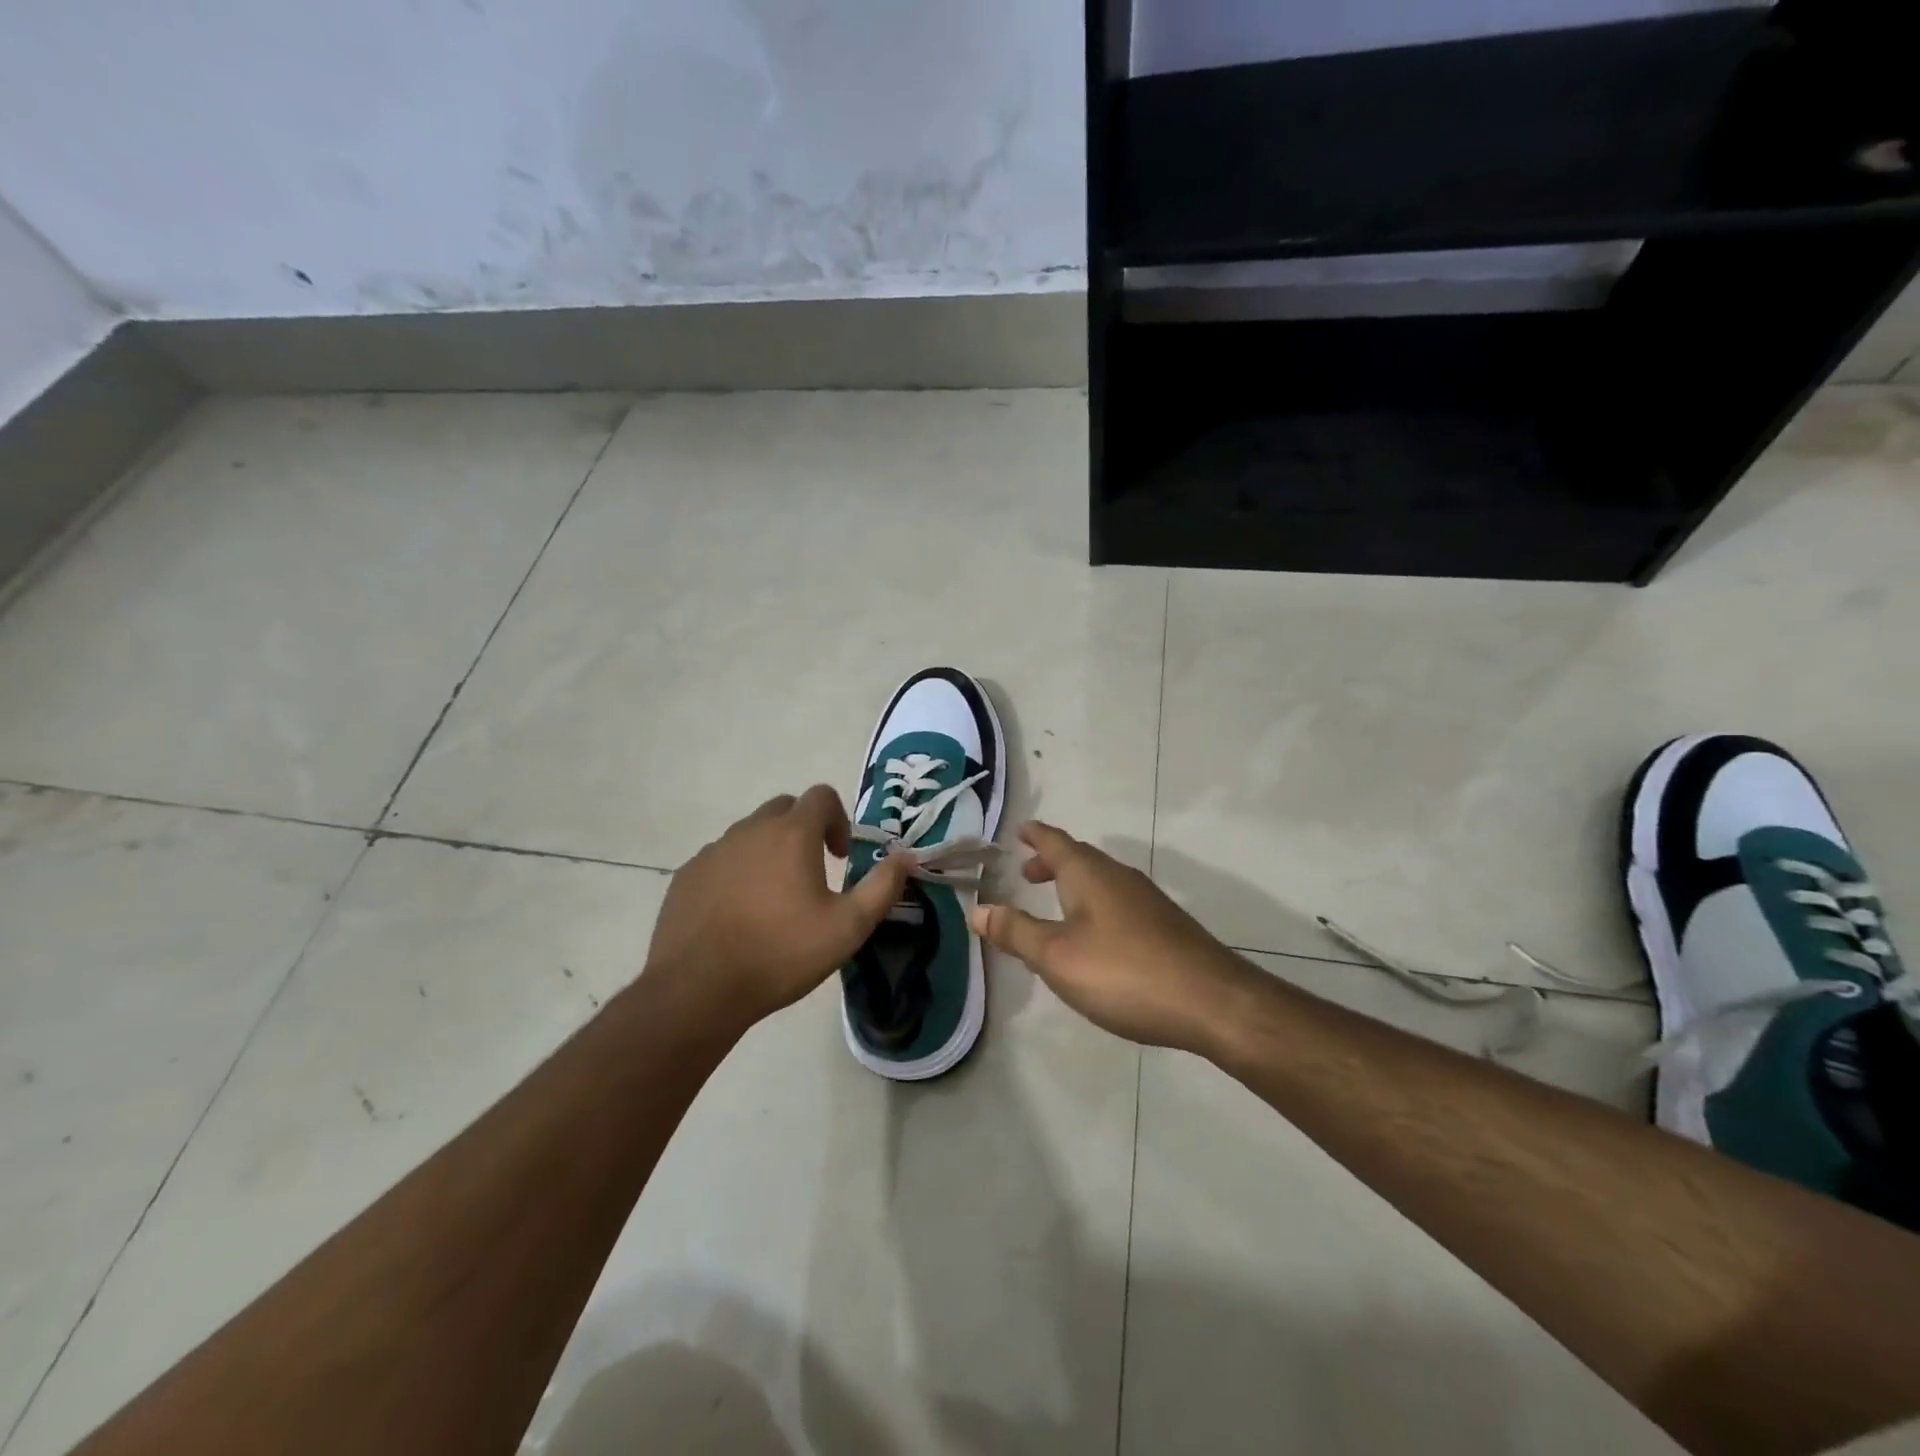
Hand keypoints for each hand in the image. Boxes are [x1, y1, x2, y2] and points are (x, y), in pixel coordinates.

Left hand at [645, 786, 910, 1035]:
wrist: (698, 989)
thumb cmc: (781, 953)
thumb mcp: (848, 927)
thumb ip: (882, 887)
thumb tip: (906, 856)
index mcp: (792, 834)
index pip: (821, 796)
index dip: (838, 819)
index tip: (839, 856)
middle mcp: (751, 830)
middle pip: (784, 808)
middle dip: (804, 830)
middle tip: (812, 872)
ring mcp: (714, 851)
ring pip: (750, 833)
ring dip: (769, 851)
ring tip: (775, 898)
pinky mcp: (688, 874)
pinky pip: (721, 859)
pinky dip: (737, 872)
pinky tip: (739, 913)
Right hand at [969, 822, 1254, 1055]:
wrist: (1211, 1001)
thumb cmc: (1123, 972)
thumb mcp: (1057, 956)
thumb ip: (1016, 932)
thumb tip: (977, 909)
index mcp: (1089, 874)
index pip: (1055, 842)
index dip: (1035, 835)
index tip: (1020, 829)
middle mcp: (1119, 877)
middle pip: (1080, 859)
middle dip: (1051, 862)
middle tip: (1026, 873)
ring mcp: (1147, 901)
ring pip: (1101, 881)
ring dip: (1073, 885)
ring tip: (1055, 903)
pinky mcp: (1165, 927)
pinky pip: (1118, 902)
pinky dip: (1094, 905)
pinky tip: (1095, 937)